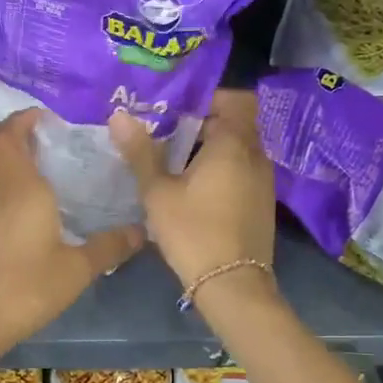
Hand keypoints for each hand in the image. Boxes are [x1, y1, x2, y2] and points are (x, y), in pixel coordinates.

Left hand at [0, 109, 144, 351]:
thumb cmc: (29, 286)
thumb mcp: (79, 268)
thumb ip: (110, 246)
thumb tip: (142, 230)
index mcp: (21, 187)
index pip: (8, 136)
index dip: (21, 119)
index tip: (46, 116)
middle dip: (2, 128)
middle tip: (32, 131)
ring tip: (24, 153)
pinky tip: (17, 192)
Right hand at [111, 90, 276, 292]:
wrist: (232, 285)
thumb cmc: (193, 232)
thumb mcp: (158, 192)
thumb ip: (140, 152)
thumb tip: (119, 115)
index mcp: (233, 144)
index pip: (231, 99)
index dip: (204, 98)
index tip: (172, 107)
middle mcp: (256, 155)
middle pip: (233, 123)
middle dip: (201, 123)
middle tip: (165, 131)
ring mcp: (263, 179)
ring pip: (238, 148)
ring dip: (210, 147)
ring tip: (174, 159)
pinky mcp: (262, 201)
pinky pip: (242, 169)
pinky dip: (221, 168)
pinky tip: (194, 186)